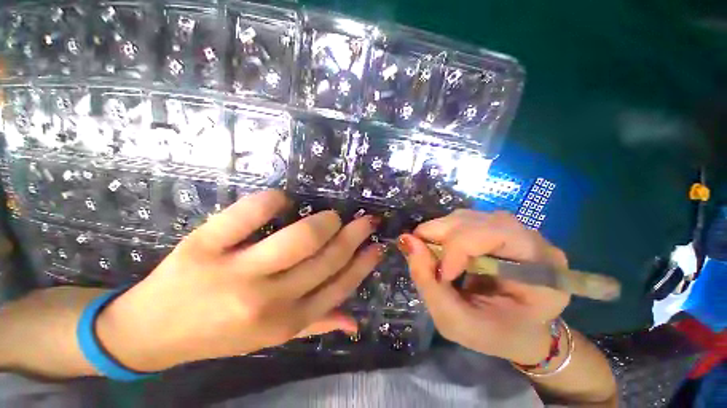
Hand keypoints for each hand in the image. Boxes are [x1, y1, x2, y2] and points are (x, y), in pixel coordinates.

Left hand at [96, 190, 382, 371]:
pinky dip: (273, 200)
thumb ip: (315, 325)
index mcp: (285, 322)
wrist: (150, 332)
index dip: (364, 262)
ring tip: (330, 216)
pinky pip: (250, 213)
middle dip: (354, 235)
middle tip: (364, 220)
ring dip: (324, 222)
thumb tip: (354, 322)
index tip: (378, 244)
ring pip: (300, 238)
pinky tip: (282, 198)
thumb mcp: (271, 338)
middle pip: (327, 258)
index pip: (340, 286)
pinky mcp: (204, 245)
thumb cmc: (218, 333)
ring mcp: (235, 272)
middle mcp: (267, 300)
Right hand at [398, 210, 569, 364]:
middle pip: (476, 220)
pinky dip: (444, 233)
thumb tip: (406, 240)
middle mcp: (532, 240)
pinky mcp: (498, 229)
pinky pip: (464, 221)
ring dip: (439, 233)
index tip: (441, 275)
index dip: (458, 247)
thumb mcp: (457, 323)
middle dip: (440, 235)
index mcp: (542, 271)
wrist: (520, 329)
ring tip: (431, 254)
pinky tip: (442, 250)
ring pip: (466, 217)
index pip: (496, 234)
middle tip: (422, 255)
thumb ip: (429, 283)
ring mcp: (516, 231)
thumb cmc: (495, 334)